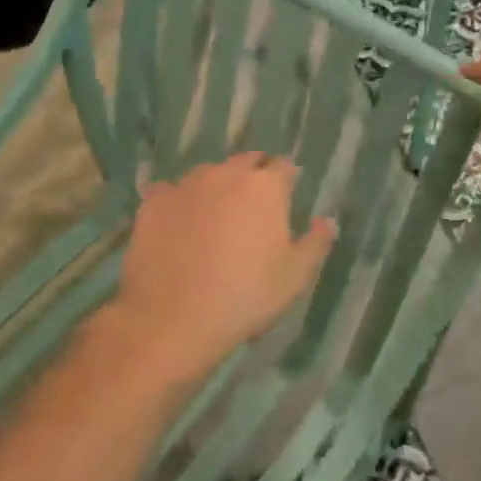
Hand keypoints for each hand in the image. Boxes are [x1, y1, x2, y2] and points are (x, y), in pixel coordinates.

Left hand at [94, 154, 335, 389]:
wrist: (173, 318)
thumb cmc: (246, 296)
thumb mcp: (295, 277)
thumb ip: (316, 243)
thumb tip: (327, 221)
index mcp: (265, 186)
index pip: (283, 166)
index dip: (287, 179)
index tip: (287, 195)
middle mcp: (225, 173)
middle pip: (245, 162)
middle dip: (253, 176)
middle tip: (253, 206)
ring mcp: (185, 184)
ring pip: (207, 174)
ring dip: (216, 187)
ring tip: (215, 216)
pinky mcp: (153, 202)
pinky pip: (170, 192)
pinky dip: (178, 202)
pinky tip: (177, 225)